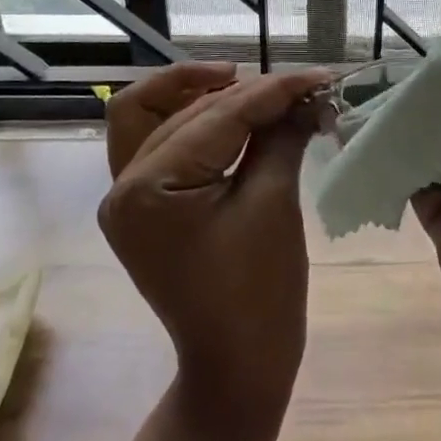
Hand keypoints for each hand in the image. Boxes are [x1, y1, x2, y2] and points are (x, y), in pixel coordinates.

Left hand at [100, 67, 333, 431]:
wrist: (238, 364)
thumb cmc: (260, 293)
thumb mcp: (274, 203)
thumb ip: (282, 136)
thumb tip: (307, 92)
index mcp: (148, 188)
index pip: (217, 116)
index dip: (273, 91)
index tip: (318, 76)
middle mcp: (122, 185)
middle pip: (186, 110)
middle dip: (248, 93)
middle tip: (300, 87)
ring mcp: (127, 197)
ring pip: (153, 115)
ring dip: (203, 94)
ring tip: (254, 86)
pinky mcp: (144, 206)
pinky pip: (159, 144)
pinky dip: (192, 122)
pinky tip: (232, 114)